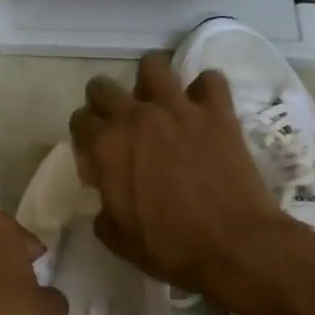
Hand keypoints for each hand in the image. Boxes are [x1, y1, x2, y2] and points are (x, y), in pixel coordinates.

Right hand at [69, 53, 308, 299]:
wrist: (234, 246)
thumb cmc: (170, 248)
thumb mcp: (118, 238)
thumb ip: (103, 206)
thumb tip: (107, 191)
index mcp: (107, 147)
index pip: (80, 121)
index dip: (84, 137)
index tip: (96, 156)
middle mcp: (137, 117)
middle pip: (103, 87)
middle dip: (104, 102)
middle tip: (119, 125)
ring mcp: (179, 109)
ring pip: (153, 66)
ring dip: (150, 81)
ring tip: (158, 101)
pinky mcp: (218, 112)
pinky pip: (209, 80)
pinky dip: (204, 90)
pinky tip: (203, 107)